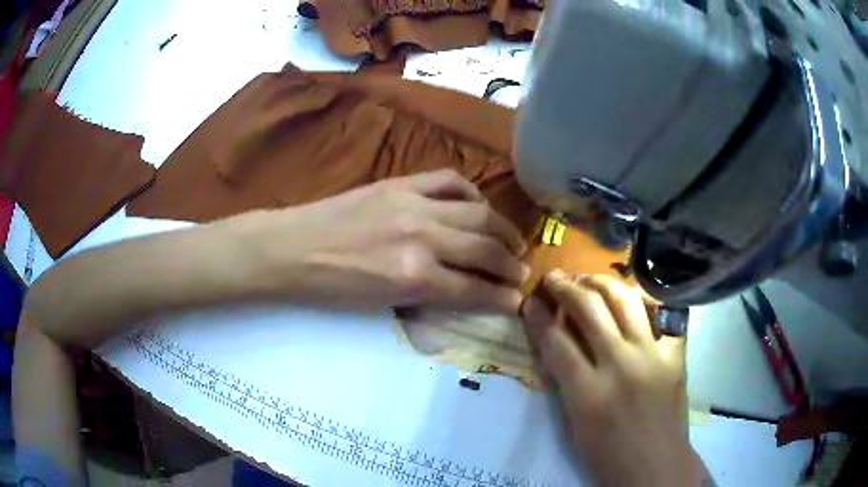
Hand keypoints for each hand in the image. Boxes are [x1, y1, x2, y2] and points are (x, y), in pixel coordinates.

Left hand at [241, 169, 529, 312]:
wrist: (290, 248)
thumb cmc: (330, 287)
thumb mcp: (381, 303)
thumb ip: (428, 294)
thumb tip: (466, 291)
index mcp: (414, 276)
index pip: (473, 288)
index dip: (501, 297)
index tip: (517, 300)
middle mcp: (422, 238)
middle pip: (485, 249)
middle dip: (511, 265)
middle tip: (523, 272)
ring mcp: (413, 204)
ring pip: (477, 214)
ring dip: (503, 230)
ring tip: (514, 242)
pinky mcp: (401, 184)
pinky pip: (450, 182)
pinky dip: (472, 193)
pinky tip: (478, 205)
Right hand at [521, 271, 698, 486]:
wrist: (655, 467)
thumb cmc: (608, 455)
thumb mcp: (575, 424)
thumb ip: (566, 380)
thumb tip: (557, 342)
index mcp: (588, 393)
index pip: (555, 340)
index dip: (538, 316)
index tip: (530, 301)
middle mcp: (621, 365)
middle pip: (589, 308)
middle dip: (565, 287)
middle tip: (555, 278)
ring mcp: (653, 355)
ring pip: (626, 300)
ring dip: (602, 283)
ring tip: (590, 280)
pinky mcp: (676, 355)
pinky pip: (664, 314)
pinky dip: (647, 301)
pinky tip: (634, 298)